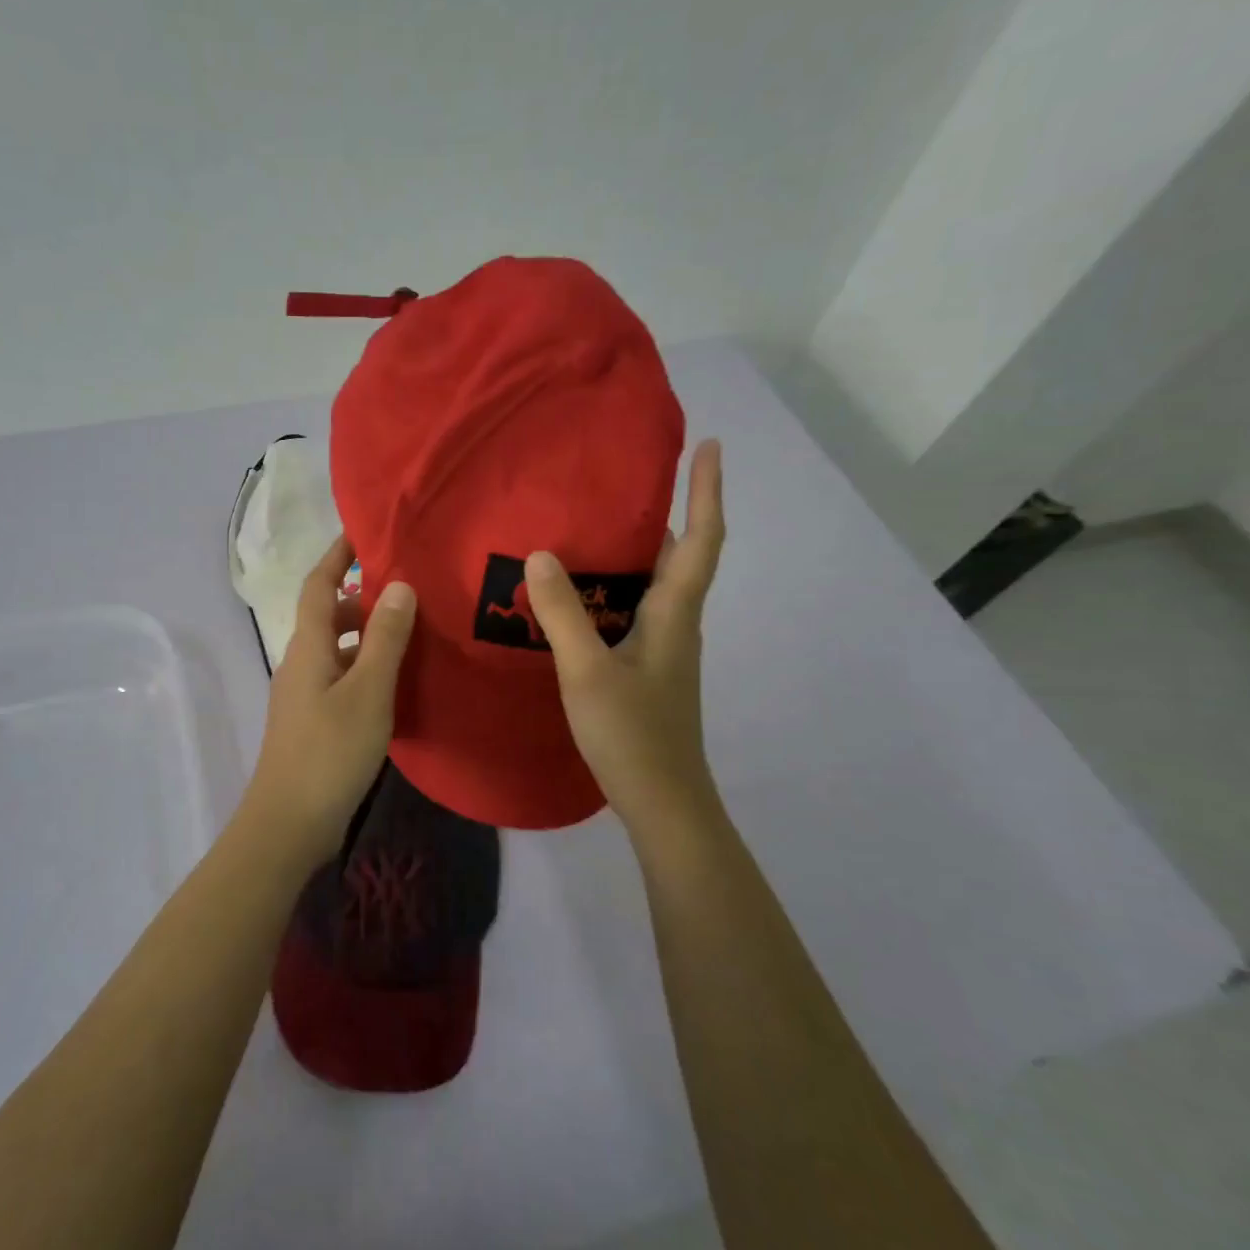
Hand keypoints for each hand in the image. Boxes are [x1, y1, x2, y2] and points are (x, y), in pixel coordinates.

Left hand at [239, 535, 416, 862]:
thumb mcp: (368, 691)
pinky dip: (366, 668)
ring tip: (413, 633)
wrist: (289, 823)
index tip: (364, 531)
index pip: (319, 585)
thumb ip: (384, 638)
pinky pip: (341, 678)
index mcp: (308, 646)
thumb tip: (398, 585)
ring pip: (338, 649)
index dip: (338, 555)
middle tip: (409, 590)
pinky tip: (396, 683)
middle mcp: (301, 663)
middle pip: (329, 615)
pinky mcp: (313, 722)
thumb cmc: (329, 751)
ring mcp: (304, 695)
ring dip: (368, 635)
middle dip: (363, 597)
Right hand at [524, 440, 725, 834]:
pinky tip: (575, 598)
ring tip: (590, 529)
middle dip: (666, 514)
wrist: (662, 802)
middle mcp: (676, 625)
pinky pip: (633, 613)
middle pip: (681, 558)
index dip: (706, 492)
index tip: (708, 446)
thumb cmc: (633, 734)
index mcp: (674, 615)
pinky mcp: (646, 671)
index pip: (702, 540)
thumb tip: (541, 553)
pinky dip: (613, 592)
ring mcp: (664, 650)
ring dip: (635, 554)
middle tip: (624, 483)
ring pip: (654, 588)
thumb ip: (563, 613)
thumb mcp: (588, 670)